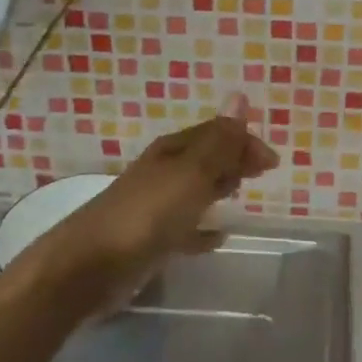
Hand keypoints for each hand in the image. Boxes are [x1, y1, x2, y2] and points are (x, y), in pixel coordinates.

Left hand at [42, 94, 278, 309]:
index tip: (272, 162)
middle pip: (205, 158)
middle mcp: (163, 172)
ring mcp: (154, 206)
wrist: (89, 266)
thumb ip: (219, 141)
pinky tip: (217, 237)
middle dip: (233, 160)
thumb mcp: (191, 173)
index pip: (216, 133)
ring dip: (218, 187)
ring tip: (240, 195)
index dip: (244, 141)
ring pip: (195, 189)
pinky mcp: (149, 239)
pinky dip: (202, 229)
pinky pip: (185, 227)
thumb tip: (239, 96)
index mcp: (173, 151)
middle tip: (261, 173)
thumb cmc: (148, 214)